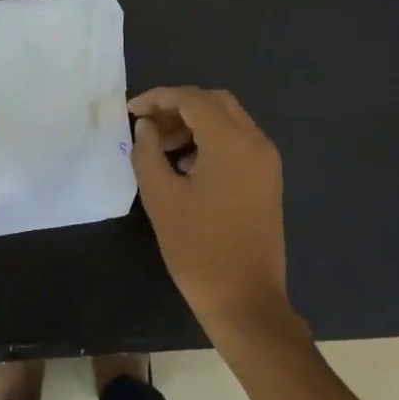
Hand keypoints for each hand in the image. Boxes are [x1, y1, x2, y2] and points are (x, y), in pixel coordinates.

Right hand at [129, 86, 289, 329]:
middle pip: (215, 102)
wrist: (245, 300)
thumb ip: (148, 152)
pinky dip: (211, 141)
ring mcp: (266, 162)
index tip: (131, 112)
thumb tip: (146, 126)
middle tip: (148, 128)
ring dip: (194, 124)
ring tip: (161, 149)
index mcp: (231, 142)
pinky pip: (238, 142)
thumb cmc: (198, 249)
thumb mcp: (161, 198)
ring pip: (229, 121)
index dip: (158, 98)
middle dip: (178, 107)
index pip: (192, 99)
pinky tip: (185, 166)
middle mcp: (256, 142)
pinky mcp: (267, 180)